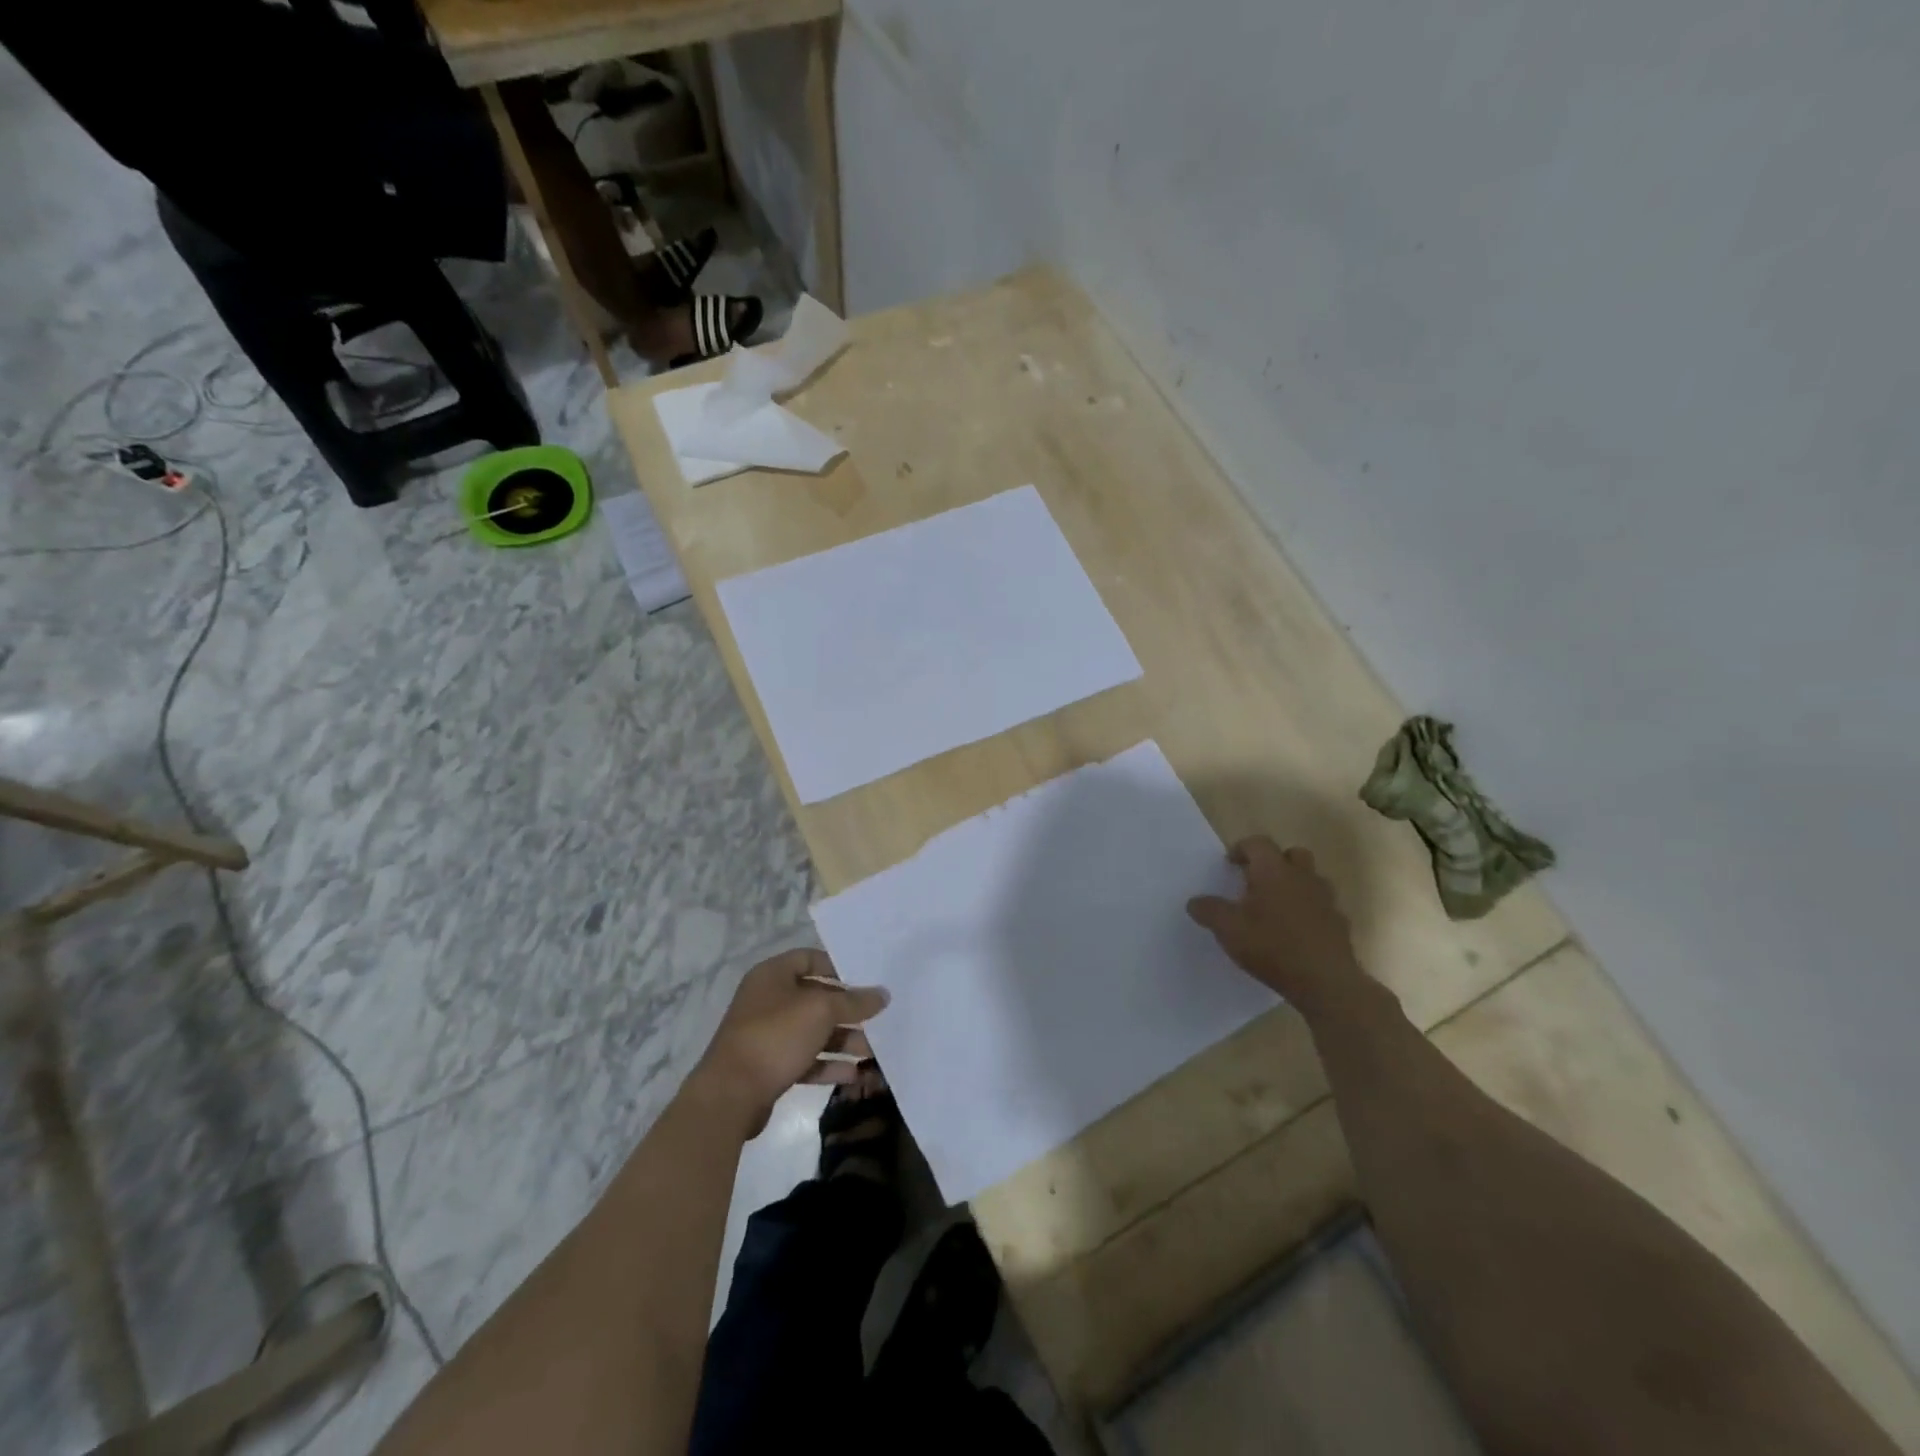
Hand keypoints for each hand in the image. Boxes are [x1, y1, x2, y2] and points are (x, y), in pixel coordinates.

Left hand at [687, 948, 889, 1137]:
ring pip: (812, 1031)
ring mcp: (767, 1035)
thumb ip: (854, 1002)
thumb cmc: (776, 1036)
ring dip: (842, 1040)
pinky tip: (852, 1073)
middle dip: (847, 1011)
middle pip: (815, 998)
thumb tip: (883, 994)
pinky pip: (805, 1059)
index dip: (837, 967)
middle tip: (877, 1019)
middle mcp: (768, 1000)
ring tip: (872, 1051)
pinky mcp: (769, 1067)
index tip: (865, 979)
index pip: (809, 958)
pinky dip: (827, 1064)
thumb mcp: (821, 1011)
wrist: (730, 1095)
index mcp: (772, 975)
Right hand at [1186, 837, 1368, 1017]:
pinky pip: (1322, 906)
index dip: (1241, 849)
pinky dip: (1309, 910)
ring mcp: (1326, 900)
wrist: (1326, 982)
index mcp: (1273, 871)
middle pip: (1292, 854)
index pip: (1258, 843)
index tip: (1229, 865)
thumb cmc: (1272, 947)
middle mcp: (1302, 877)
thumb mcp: (1228, 930)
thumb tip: (1194, 902)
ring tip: (1275, 907)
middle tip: (1256, 881)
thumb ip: (1209, 911)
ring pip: (1310, 879)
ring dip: (1294, 885)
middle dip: (1274, 862)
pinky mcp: (1339, 923)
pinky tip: (1296, 932)